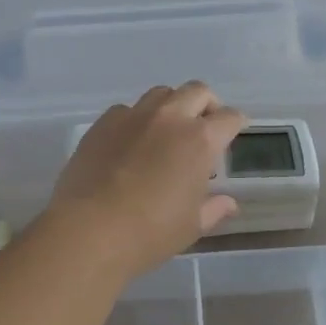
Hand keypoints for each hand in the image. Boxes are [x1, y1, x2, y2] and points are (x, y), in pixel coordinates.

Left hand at [47, 83, 246, 278]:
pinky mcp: (103, 122)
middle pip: (198, 91)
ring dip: (172, 105)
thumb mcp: (191, 226)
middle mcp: (170, 118)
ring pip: (161, 93)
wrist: (89, 230)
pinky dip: (136, 119)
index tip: (235, 130)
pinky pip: (127, 109)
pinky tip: (131, 142)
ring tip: (167, 130)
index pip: (229, 118)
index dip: (236, 123)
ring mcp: (134, 115)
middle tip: (204, 126)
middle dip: (207, 104)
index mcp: (200, 140)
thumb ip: (213, 208)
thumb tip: (229, 203)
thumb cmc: (149, 232)